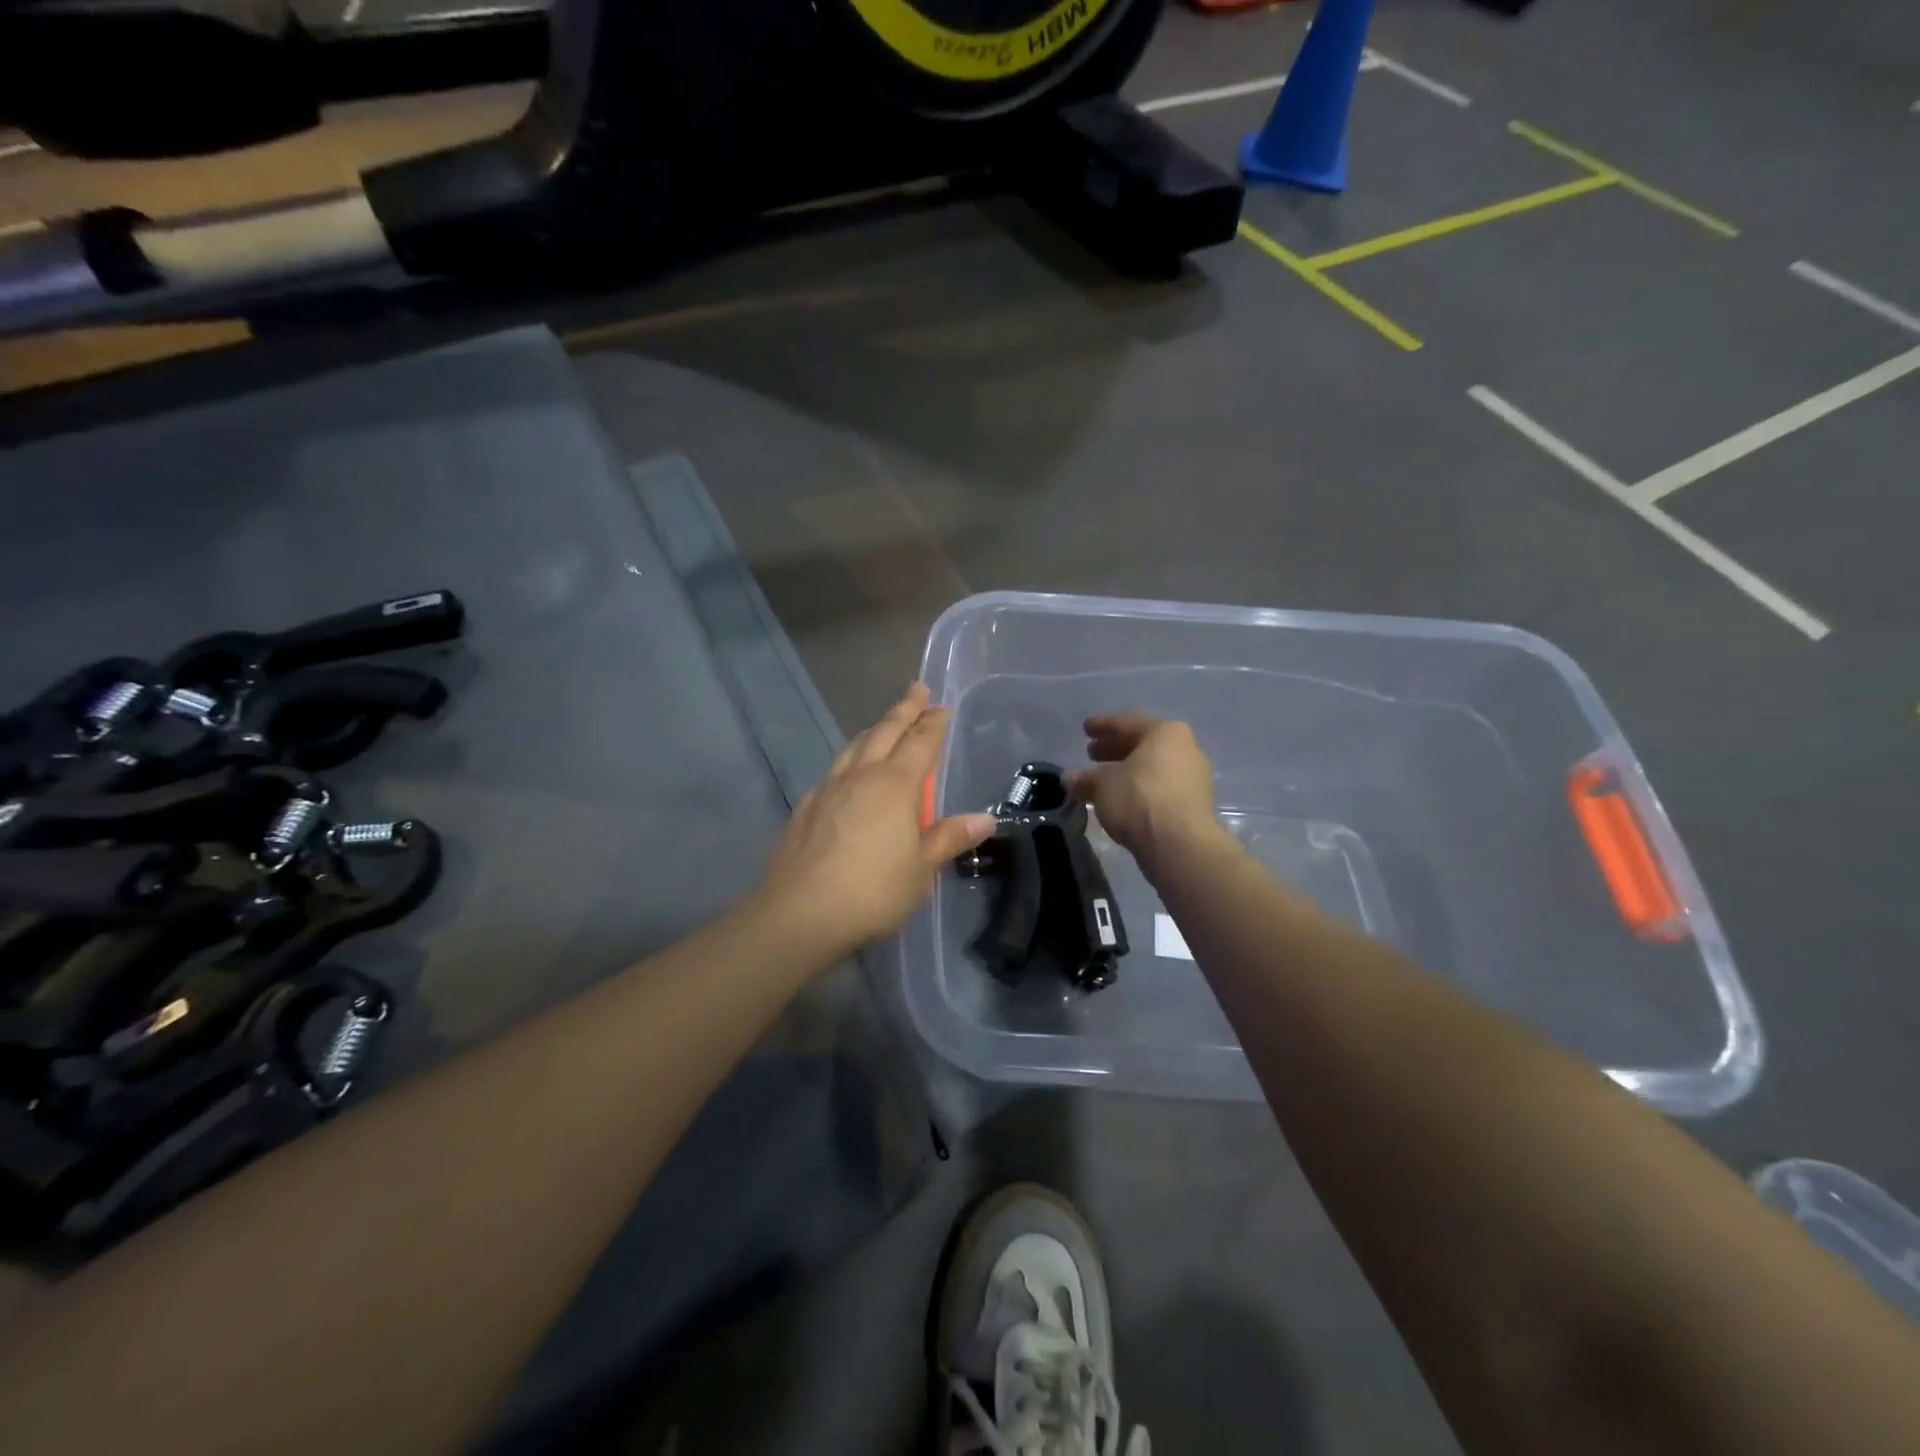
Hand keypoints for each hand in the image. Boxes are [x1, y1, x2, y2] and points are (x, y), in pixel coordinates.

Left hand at [759, 684, 994, 957]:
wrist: (800, 913)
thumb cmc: (873, 890)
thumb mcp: (922, 869)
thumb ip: (950, 838)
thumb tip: (986, 818)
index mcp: (895, 785)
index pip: (920, 742)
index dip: (933, 723)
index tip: (941, 706)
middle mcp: (861, 776)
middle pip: (885, 732)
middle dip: (904, 710)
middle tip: (917, 689)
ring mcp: (828, 790)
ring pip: (853, 747)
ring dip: (873, 731)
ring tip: (883, 725)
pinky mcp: (806, 809)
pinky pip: (832, 774)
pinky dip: (847, 764)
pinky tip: (846, 777)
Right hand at [1068, 712, 1224, 869]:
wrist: (1180, 845)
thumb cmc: (1139, 799)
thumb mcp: (1102, 785)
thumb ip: (1085, 778)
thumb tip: (1069, 777)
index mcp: (1165, 733)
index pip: (1127, 722)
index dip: (1103, 725)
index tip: (1086, 729)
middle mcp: (1185, 749)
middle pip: (1143, 744)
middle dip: (1115, 748)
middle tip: (1091, 754)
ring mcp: (1193, 778)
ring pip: (1152, 767)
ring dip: (1126, 771)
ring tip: (1101, 780)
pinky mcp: (1194, 805)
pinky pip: (1160, 787)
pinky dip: (1139, 789)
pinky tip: (1120, 799)